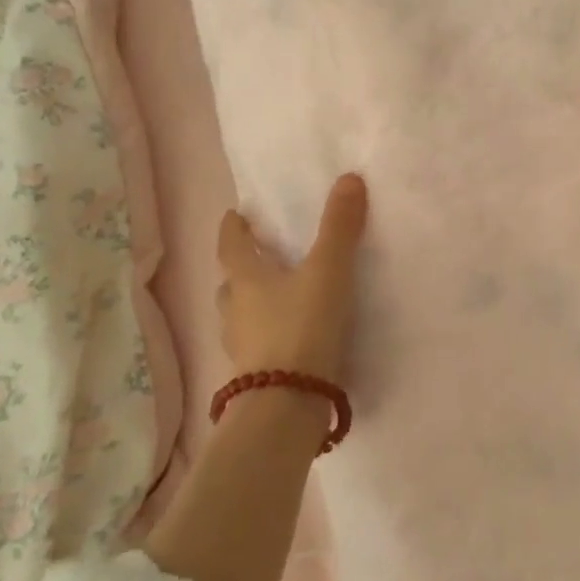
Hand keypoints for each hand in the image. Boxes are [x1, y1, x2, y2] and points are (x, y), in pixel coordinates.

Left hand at [217, 173, 368, 383]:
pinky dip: (268, 334)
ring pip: (240, 315)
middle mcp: (235, 309)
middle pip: (232, 281)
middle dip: (242, 267)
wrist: (288, 402)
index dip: (233, 228)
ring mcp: (241, 346)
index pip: (231, 245)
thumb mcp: (328, 270)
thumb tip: (348, 178)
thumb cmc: (302, 326)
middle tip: (261, 255)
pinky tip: (291, 338)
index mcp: (246, 278)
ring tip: (277, 298)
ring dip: (252, 303)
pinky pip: (257, 344)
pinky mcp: (255, 374)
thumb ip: (339, 226)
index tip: (236, 214)